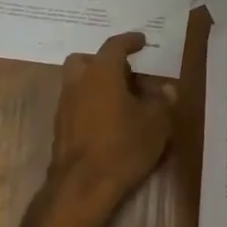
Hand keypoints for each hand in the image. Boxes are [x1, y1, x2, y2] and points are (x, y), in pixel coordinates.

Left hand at [51, 32, 175, 204]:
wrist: (82, 185)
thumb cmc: (123, 147)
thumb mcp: (156, 124)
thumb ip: (162, 101)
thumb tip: (166, 89)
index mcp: (102, 73)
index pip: (114, 46)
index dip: (129, 41)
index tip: (141, 41)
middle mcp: (78, 83)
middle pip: (86, 60)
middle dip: (104, 61)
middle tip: (126, 73)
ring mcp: (64, 105)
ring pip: (78, 82)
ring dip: (96, 83)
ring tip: (120, 99)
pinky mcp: (60, 127)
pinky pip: (75, 103)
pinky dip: (90, 103)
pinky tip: (107, 120)